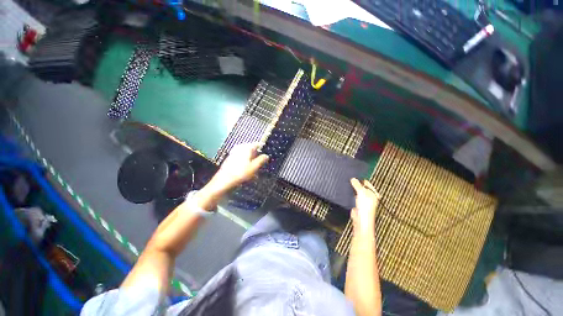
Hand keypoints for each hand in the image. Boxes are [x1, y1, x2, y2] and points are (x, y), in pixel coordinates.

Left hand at [209, 143, 268, 193]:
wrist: (223, 181)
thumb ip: (261, 160)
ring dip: (251, 161)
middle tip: (260, 164)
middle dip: (257, 156)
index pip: (257, 144)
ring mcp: (234, 152)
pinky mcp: (230, 158)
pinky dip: (245, 163)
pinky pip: (241, 158)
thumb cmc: (240, 173)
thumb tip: (266, 156)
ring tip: (254, 170)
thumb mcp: (254, 167)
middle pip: (252, 149)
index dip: (263, 149)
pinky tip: (246, 171)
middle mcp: (240, 148)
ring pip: (246, 154)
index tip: (266, 154)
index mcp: (246, 148)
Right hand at [350, 178, 380, 232]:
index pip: (367, 183)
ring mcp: (363, 200)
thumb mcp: (362, 192)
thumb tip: (353, 179)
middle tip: (350, 180)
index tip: (354, 176)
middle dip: (356, 184)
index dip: (360, 179)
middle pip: (362, 187)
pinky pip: (353, 196)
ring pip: (357, 192)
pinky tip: (347, 192)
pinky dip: (350, 194)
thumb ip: (357, 185)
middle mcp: (369, 197)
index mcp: (374, 193)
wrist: (361, 219)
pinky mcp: (357, 204)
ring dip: (353, 189)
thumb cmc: (365, 208)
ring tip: (348, 185)